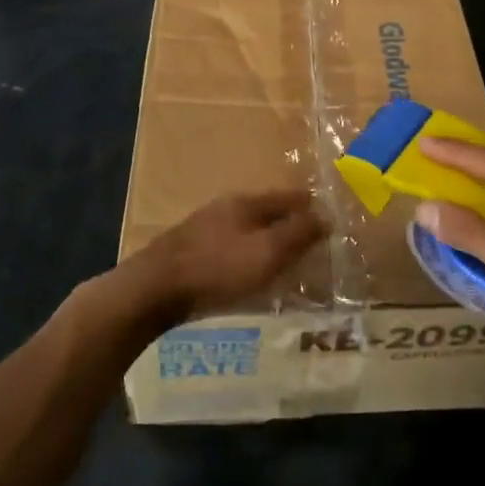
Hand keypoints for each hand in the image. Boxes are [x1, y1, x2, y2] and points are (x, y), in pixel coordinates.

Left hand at [122, 190, 327, 326]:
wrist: (156, 288)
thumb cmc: (219, 268)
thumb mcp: (268, 252)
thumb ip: (298, 233)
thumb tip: (326, 216)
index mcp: (247, 202)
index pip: (288, 197)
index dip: (310, 207)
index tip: (329, 218)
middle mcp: (225, 208)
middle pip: (266, 211)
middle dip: (288, 223)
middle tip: (310, 240)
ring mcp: (205, 228)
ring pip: (246, 229)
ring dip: (266, 239)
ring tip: (282, 258)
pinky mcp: (190, 250)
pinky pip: (229, 247)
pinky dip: (246, 254)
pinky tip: (247, 271)